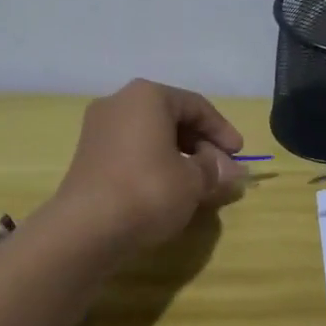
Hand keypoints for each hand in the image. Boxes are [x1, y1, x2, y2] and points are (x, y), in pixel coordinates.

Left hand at [52, 80, 248, 250]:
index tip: (239, 155)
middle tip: (221, 170)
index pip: (196, 106)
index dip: (222, 130)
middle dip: (201, 144)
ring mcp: (99, 128)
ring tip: (198, 181)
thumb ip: (215, 169)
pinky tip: (168, 187)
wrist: (86, 228)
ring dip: (179, 155)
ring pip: (151, 135)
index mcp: (148, 96)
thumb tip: (231, 170)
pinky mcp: (88, 155)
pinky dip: (155, 162)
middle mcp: (119, 102)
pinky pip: (132, 150)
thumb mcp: (194, 180)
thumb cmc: (148, 190)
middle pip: (172, 117)